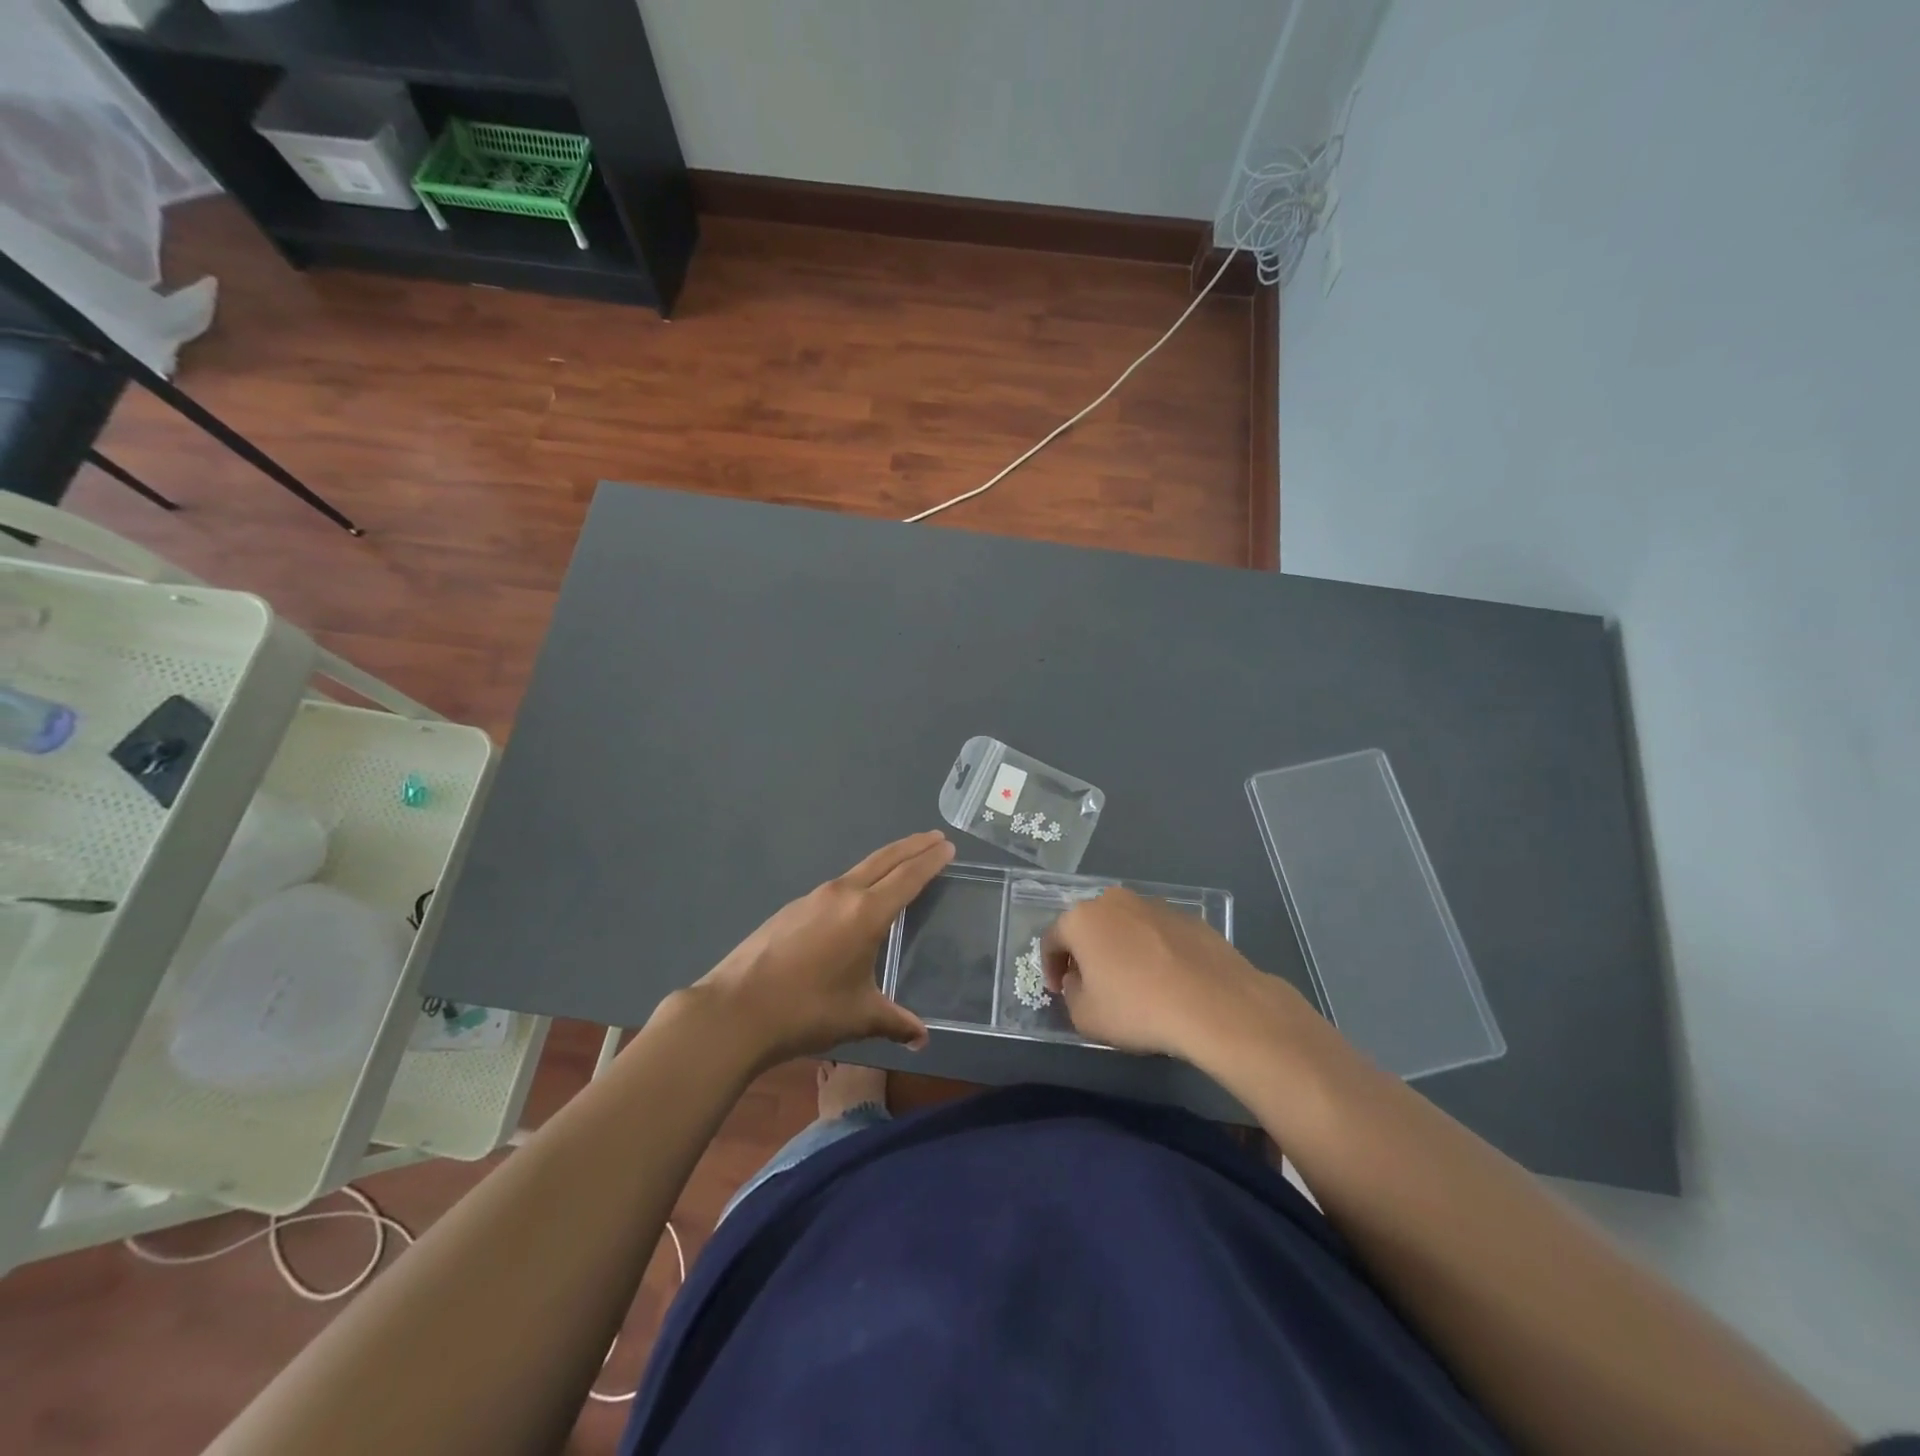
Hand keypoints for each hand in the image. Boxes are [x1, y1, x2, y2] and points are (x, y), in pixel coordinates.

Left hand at [692, 831, 954, 1066]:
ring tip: (903, 861)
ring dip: (886, 860)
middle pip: (884, 860)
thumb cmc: (807, 1011)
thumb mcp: (859, 1017)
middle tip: (935, 838)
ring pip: (860, 869)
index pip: (907, 877)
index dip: (930, 861)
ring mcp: (813, 897)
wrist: (736, 1009)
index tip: (948, 846)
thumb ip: (895, 1022)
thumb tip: (922, 1039)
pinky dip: (860, 879)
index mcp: (866, 913)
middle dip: (912, 847)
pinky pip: (838, 885)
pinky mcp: (793, 908)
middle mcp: (842, 894)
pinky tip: (858, 897)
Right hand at [1042, 887, 1299, 1061]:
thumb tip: (1080, 981)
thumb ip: (1072, 994)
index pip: (1052, 939)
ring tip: (1133, 982)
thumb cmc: (1138, 1008)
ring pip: (1125, 926)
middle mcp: (1115, 901)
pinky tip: (1165, 980)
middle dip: (1085, 953)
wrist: (1215, 1004)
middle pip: (1089, 926)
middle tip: (1092, 984)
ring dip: (1120, 948)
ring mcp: (1154, 905)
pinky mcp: (1188, 917)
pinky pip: (1157, 933)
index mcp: (1082, 918)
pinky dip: (1153, 951)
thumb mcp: (1085, 1017)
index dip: (1049, 967)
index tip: (1058, 991)